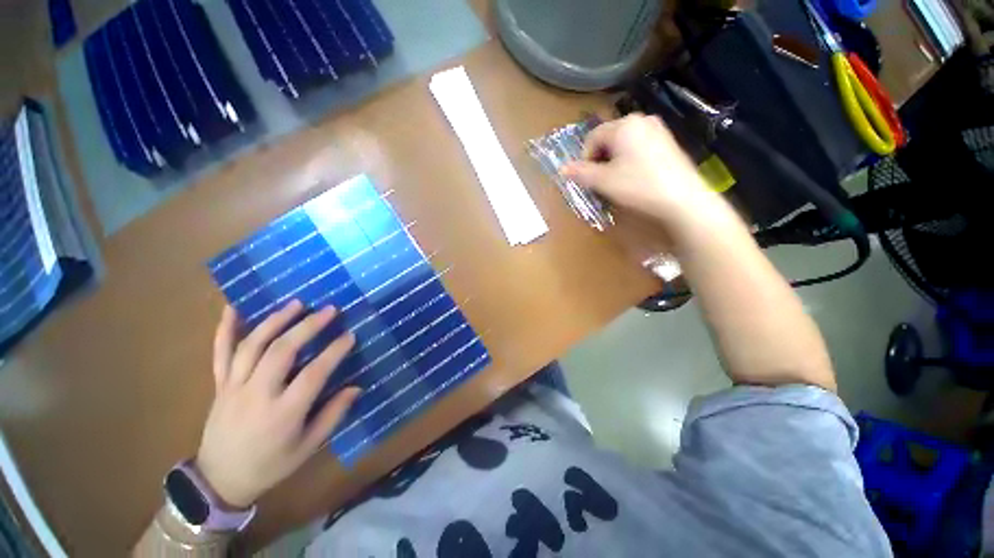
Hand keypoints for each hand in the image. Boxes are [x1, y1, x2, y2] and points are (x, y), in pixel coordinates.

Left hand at [195, 301, 359, 508]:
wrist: (219, 480)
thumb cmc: (270, 465)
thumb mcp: (308, 447)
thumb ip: (333, 415)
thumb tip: (356, 387)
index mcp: (282, 414)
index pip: (313, 374)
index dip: (334, 352)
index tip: (350, 335)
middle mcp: (256, 395)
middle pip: (281, 351)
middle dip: (307, 326)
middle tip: (329, 310)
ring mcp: (233, 387)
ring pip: (252, 346)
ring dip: (275, 321)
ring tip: (296, 303)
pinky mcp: (219, 385)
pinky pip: (219, 353)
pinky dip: (224, 328)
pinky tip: (233, 307)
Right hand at [561, 114, 723, 228]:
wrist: (682, 199)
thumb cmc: (638, 186)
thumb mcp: (604, 181)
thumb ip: (581, 173)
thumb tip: (562, 169)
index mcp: (624, 125)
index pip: (592, 137)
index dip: (584, 159)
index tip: (587, 179)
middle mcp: (641, 120)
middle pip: (608, 138)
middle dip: (600, 160)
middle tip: (601, 181)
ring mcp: (657, 129)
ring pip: (623, 144)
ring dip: (613, 161)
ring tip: (617, 181)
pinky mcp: (667, 141)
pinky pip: (638, 147)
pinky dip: (629, 160)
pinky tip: (635, 177)